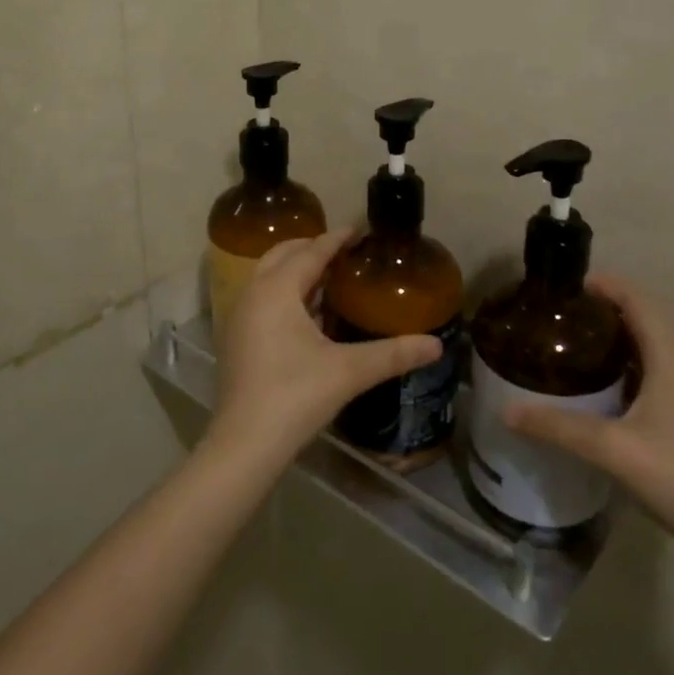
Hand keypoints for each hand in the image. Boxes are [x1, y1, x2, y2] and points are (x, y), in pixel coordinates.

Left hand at [209, 230, 441, 459]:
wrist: (244, 444)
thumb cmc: (295, 396)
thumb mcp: (349, 371)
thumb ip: (393, 354)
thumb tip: (436, 345)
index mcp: (277, 290)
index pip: (311, 252)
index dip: (336, 239)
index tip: (358, 230)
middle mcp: (253, 293)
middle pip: (283, 254)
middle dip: (312, 247)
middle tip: (345, 251)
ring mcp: (240, 316)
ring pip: (269, 276)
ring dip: (297, 270)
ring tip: (331, 276)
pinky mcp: (237, 338)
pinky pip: (263, 297)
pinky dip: (285, 291)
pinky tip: (309, 313)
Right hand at [504, 276, 673, 556]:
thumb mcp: (613, 449)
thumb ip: (558, 427)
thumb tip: (506, 411)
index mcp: (671, 358)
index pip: (638, 301)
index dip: (606, 286)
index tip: (566, 288)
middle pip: (643, 323)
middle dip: (602, 314)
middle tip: (559, 321)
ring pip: (649, 354)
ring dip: (614, 345)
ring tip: (571, 352)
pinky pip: (653, 380)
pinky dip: (624, 374)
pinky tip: (599, 398)